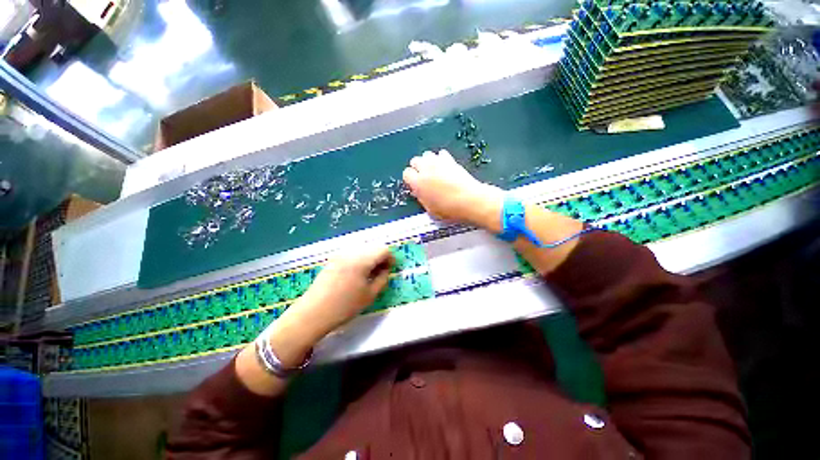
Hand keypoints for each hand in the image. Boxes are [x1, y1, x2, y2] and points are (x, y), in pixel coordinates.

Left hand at [278, 244, 394, 345]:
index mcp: (362, 260)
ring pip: (362, 250)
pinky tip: (356, 275)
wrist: (312, 313)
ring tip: (369, 274)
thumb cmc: (344, 306)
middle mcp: (351, 253)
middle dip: (380, 257)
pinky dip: (359, 260)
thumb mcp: (370, 295)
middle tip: (381, 272)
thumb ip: (382, 279)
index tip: (390, 269)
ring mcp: (340, 255)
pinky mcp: (332, 260)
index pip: (383, 250)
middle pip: (372, 247)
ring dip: (370, 259)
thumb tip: (386, 269)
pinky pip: (352, 255)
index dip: (390, 258)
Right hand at [403, 149, 503, 231]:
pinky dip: (441, 159)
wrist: (469, 200)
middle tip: (424, 176)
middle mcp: (425, 169)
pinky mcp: (450, 160)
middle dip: (418, 167)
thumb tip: (420, 193)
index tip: (414, 183)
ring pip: (427, 154)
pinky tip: (445, 167)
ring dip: (428, 161)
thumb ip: (422, 198)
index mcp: (418, 183)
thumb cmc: (449, 209)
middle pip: (415, 160)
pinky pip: (441, 153)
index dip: (410, 178)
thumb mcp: (430, 209)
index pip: (406, 173)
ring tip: (434, 170)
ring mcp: (438, 163)